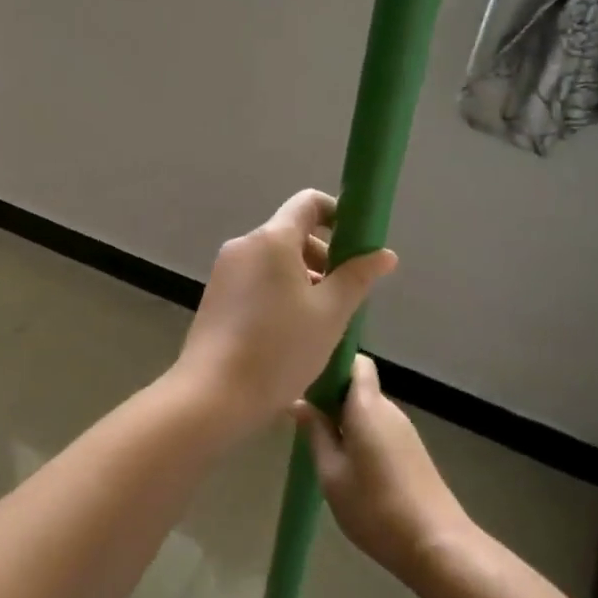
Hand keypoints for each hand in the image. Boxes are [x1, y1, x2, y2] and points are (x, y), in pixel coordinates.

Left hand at [175, 190, 396, 439]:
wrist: (213, 394)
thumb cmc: (279, 349)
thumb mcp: (330, 314)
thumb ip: (358, 277)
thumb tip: (384, 253)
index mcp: (272, 239)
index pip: (309, 202)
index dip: (339, 214)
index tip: (358, 245)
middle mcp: (244, 245)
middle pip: (293, 233)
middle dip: (325, 257)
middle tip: (344, 297)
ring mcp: (226, 270)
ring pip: (275, 259)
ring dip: (304, 278)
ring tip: (321, 321)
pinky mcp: (216, 294)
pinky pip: (257, 278)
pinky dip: (280, 291)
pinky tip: (290, 331)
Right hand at [297, 355, 474, 581]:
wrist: (437, 545)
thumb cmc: (375, 507)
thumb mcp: (331, 473)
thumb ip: (315, 433)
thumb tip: (299, 402)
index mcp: (367, 406)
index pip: (355, 362)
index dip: (332, 365)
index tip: (307, 384)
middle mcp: (389, 410)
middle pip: (359, 386)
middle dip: (332, 397)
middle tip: (306, 421)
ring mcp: (405, 431)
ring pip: (368, 410)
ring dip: (346, 420)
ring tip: (322, 448)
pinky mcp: (413, 452)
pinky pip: (380, 429)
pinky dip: (362, 437)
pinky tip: (349, 467)